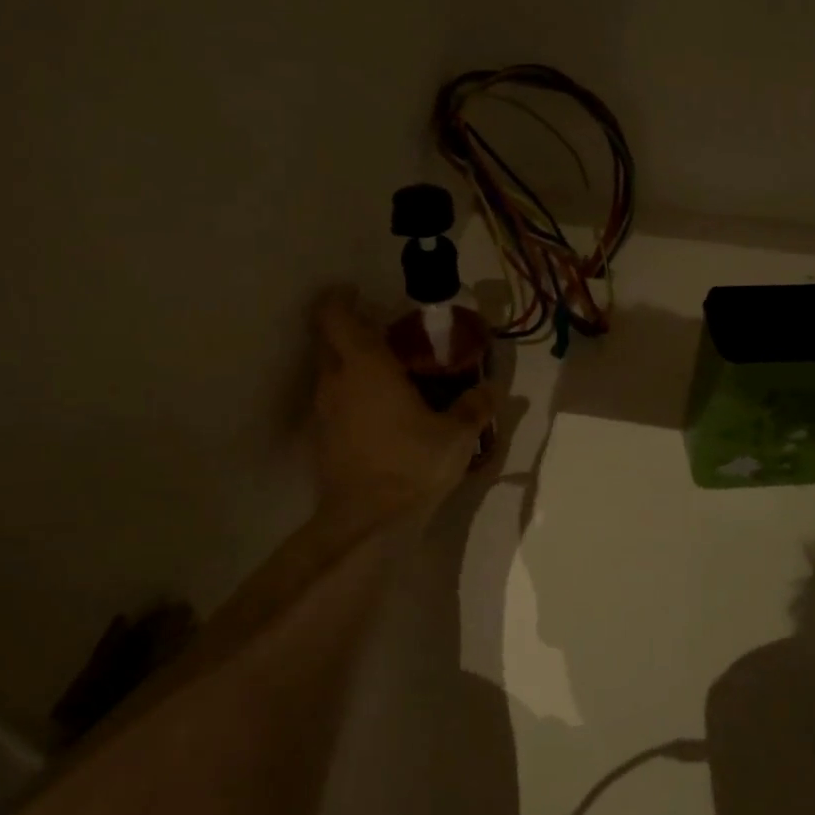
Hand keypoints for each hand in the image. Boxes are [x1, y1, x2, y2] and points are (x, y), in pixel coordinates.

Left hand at [310, 289, 492, 519]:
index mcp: (365, 367)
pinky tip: (380, 414)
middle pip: (328, 341)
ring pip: (329, 373)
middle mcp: (335, 382)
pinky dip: (351, 397)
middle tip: (385, 334)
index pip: (335, 316)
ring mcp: (323, 412)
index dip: (340, 298)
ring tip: (388, 375)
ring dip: (351, 366)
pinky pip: (333, 403)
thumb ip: (475, 407)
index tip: (357, 291)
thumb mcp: (457, 435)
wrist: (367, 523)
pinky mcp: (321, 440)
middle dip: (349, 330)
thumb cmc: (412, 464)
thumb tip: (493, 389)